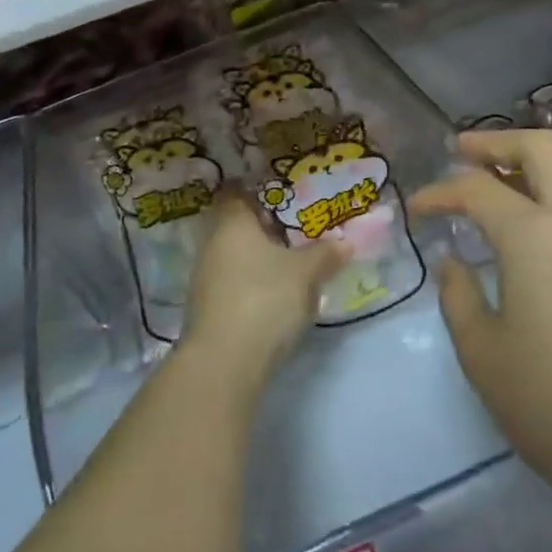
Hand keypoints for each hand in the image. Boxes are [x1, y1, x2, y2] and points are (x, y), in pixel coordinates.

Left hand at [180, 193, 346, 393]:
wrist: (225, 362)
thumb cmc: (265, 298)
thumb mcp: (306, 273)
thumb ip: (325, 253)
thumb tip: (345, 242)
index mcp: (232, 222)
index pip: (237, 191)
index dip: (259, 188)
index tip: (285, 191)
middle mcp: (212, 243)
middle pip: (237, 224)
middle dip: (265, 225)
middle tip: (299, 225)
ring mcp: (205, 277)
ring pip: (236, 254)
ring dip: (260, 255)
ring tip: (293, 258)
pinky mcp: (209, 308)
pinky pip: (234, 281)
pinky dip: (253, 280)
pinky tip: (277, 291)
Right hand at [410, 130, 551, 506]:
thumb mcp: (482, 353)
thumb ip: (458, 296)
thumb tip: (453, 263)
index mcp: (536, 235)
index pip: (477, 188)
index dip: (440, 192)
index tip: (417, 208)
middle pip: (542, 148)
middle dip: (497, 142)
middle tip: (462, 153)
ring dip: (532, 172)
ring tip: (499, 195)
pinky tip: (543, 246)